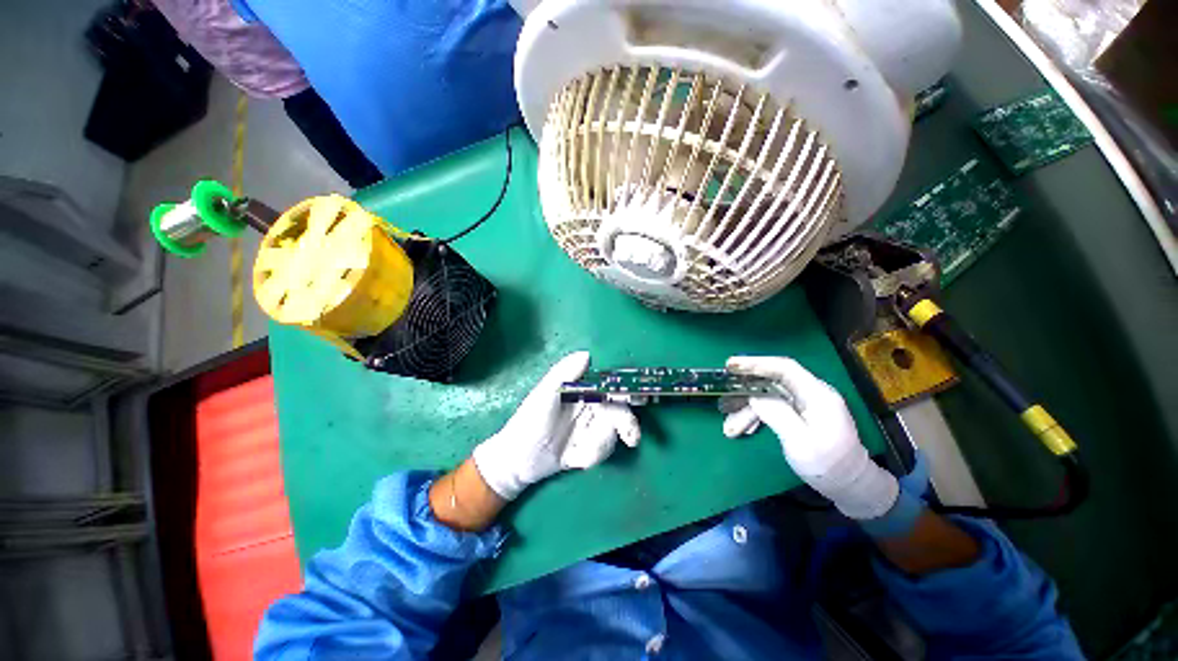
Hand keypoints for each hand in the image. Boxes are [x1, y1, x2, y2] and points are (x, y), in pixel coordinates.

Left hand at [472, 352, 640, 499]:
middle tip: (632, 439)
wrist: (516, 462)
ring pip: (611, 434)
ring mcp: (589, 428)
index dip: (626, 390)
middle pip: (618, 411)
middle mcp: (588, 406)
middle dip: (626, 425)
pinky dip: (591, 457)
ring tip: (578, 454)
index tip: (640, 399)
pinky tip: (574, 460)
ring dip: (599, 446)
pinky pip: (602, 451)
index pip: (608, 386)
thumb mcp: (543, 396)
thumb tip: (587, 354)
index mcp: (579, 390)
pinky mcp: (588, 448)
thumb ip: (564, 374)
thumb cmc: (528, 423)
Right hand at [722, 356, 897, 519]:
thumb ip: (777, 414)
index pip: (784, 368)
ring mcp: (804, 403)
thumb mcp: (801, 442)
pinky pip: (772, 408)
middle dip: (745, 396)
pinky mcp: (798, 413)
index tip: (730, 365)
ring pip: (767, 397)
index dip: (756, 363)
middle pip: (770, 384)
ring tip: (730, 429)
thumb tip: (754, 397)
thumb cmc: (829, 466)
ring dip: (747, 411)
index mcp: (817, 394)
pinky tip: (745, 429)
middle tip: (723, 405)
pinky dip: (756, 417)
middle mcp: (810, 393)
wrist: (850, 486)